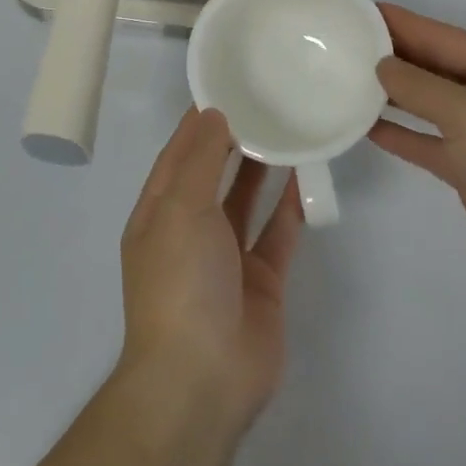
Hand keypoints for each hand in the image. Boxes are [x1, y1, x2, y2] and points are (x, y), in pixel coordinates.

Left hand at [118, 107, 303, 429]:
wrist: (202, 378)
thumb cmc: (181, 281)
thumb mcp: (179, 209)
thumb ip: (199, 160)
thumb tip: (213, 115)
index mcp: (158, 213)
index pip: (177, 155)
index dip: (198, 122)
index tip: (226, 87)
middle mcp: (190, 230)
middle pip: (213, 174)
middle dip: (233, 140)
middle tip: (266, 101)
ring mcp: (227, 256)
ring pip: (246, 199)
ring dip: (263, 168)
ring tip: (287, 127)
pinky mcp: (262, 279)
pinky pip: (278, 231)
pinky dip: (291, 205)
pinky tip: (308, 174)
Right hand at [370, 4, 465, 308]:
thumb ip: (420, 87)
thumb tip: (381, 66)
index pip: (443, 37)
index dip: (402, 23)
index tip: (359, 10)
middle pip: (435, 68)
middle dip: (393, 55)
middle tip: (343, 43)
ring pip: (428, 105)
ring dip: (392, 95)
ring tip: (347, 79)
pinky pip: (427, 143)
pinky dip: (400, 134)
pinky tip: (366, 127)